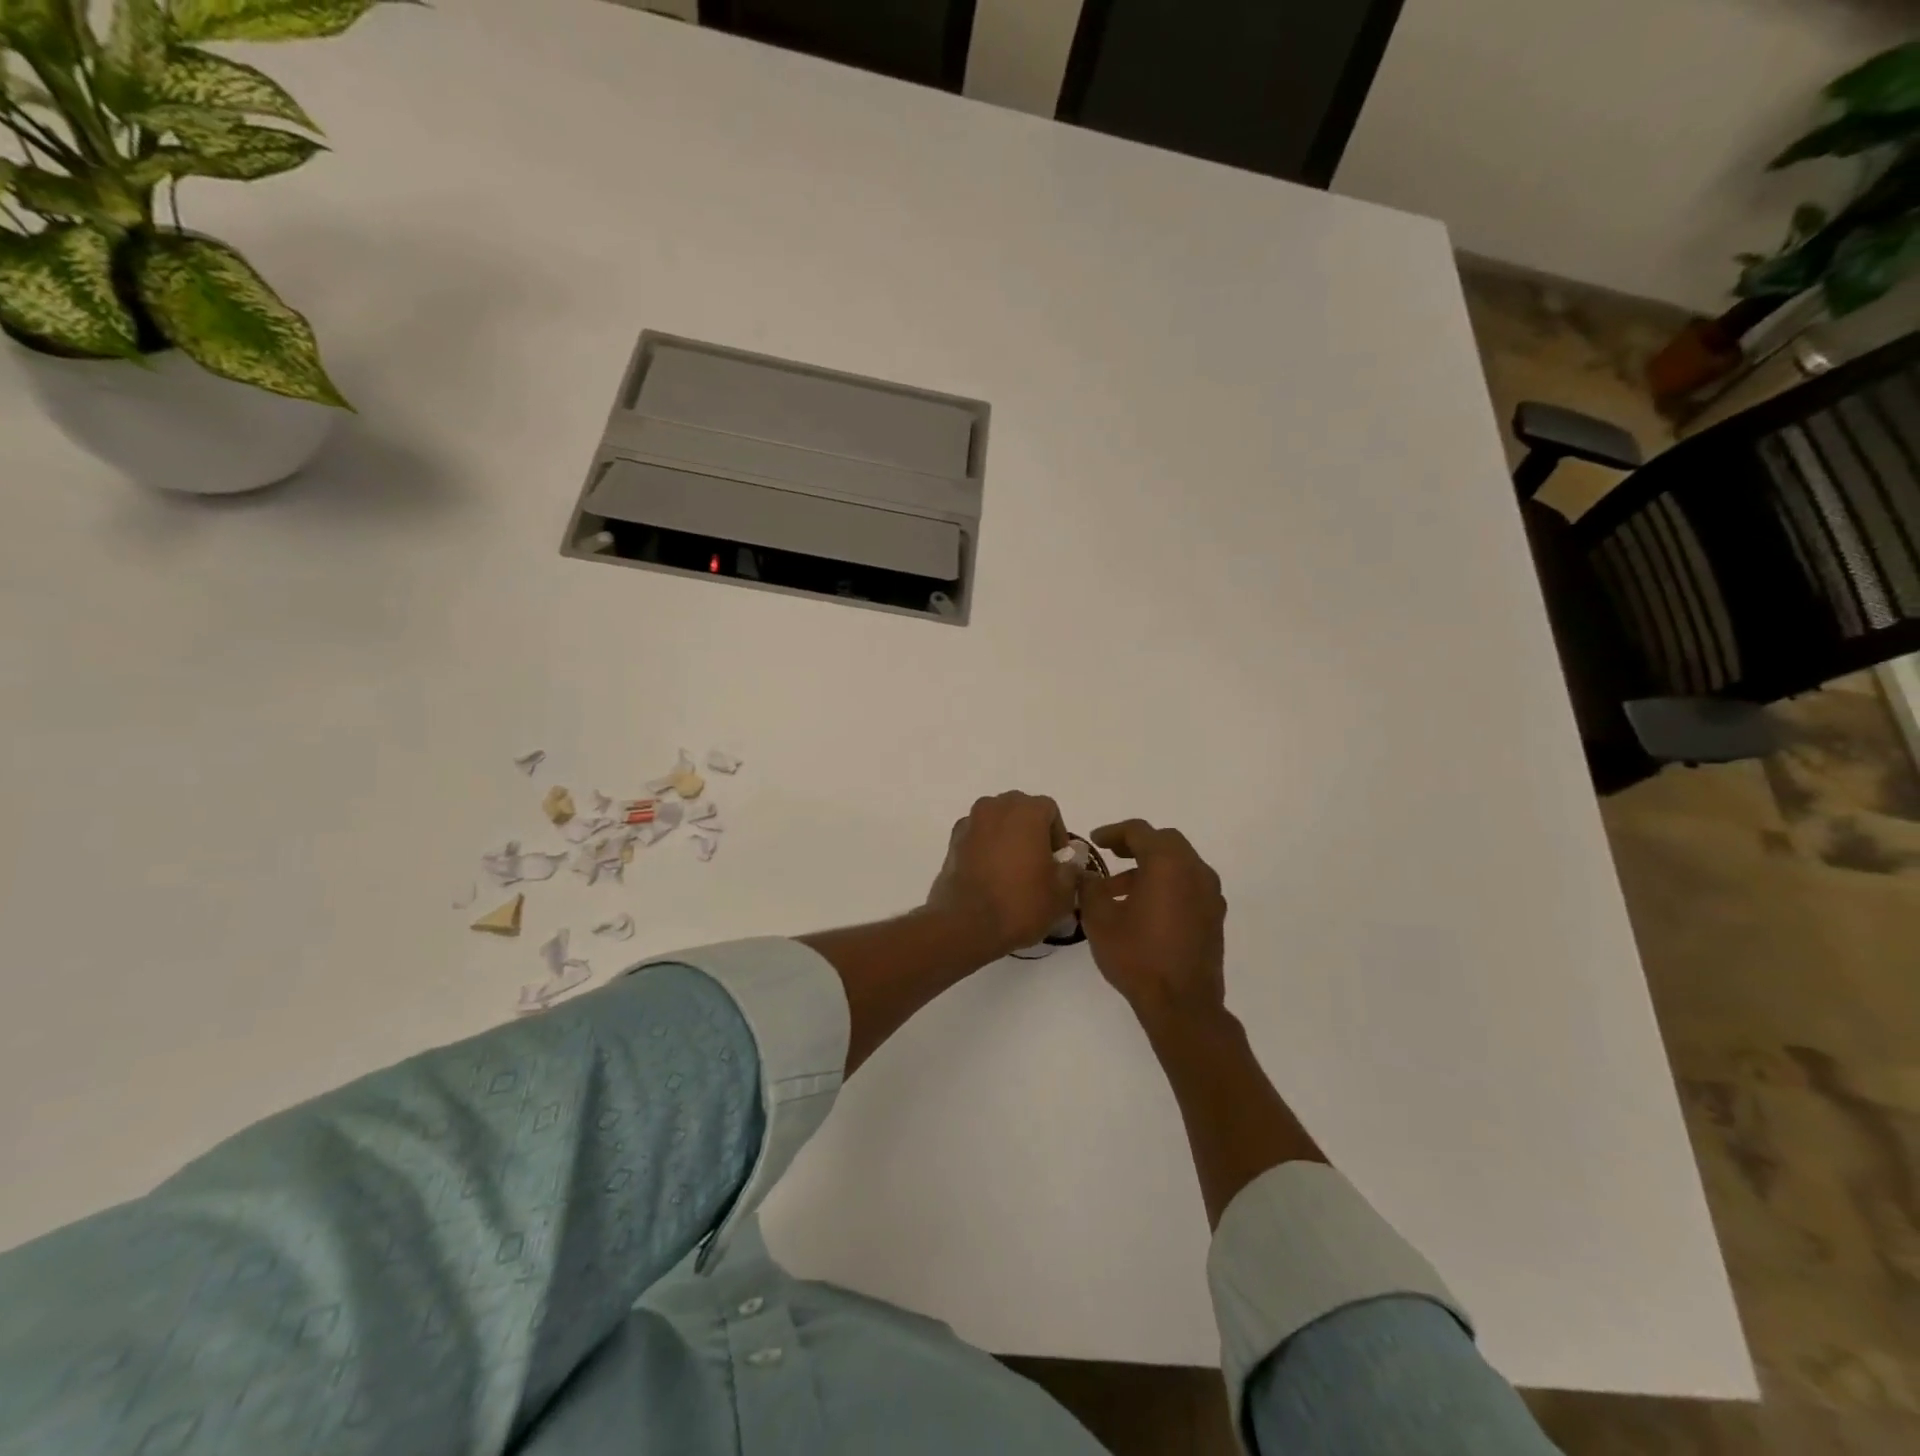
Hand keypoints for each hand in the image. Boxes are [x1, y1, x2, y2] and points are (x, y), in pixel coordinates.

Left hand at [925, 792, 1076, 961]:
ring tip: (1012, 869)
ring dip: (1007, 836)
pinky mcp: (952, 841)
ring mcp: (970, 822)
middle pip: (1020, 809)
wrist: (967, 925)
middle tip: (1037, 863)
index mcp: (1026, 812)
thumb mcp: (1062, 893)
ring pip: (996, 820)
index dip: (1057, 835)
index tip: (1058, 862)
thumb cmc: (1021, 904)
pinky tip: (990, 874)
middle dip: (1031, 830)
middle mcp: (996, 807)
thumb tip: (1070, 859)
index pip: (1049, 810)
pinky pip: (977, 835)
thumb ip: (1071, 868)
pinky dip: (986, 846)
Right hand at [1079, 820, 1226, 1025]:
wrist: (1182, 1004)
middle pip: (1165, 842)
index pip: (1139, 831)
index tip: (1094, 841)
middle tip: (1111, 854)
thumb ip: (1089, 887)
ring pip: (1179, 864)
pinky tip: (1145, 908)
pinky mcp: (1214, 916)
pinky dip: (1167, 884)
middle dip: (1136, 844)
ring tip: (1120, 889)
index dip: (1113, 832)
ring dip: (1151, 866)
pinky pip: (1189, 885)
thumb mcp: (1099, 919)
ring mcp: (1210, 894)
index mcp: (1167, 864)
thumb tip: (1085, 873)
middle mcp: (1195, 871)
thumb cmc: (1137, 956)